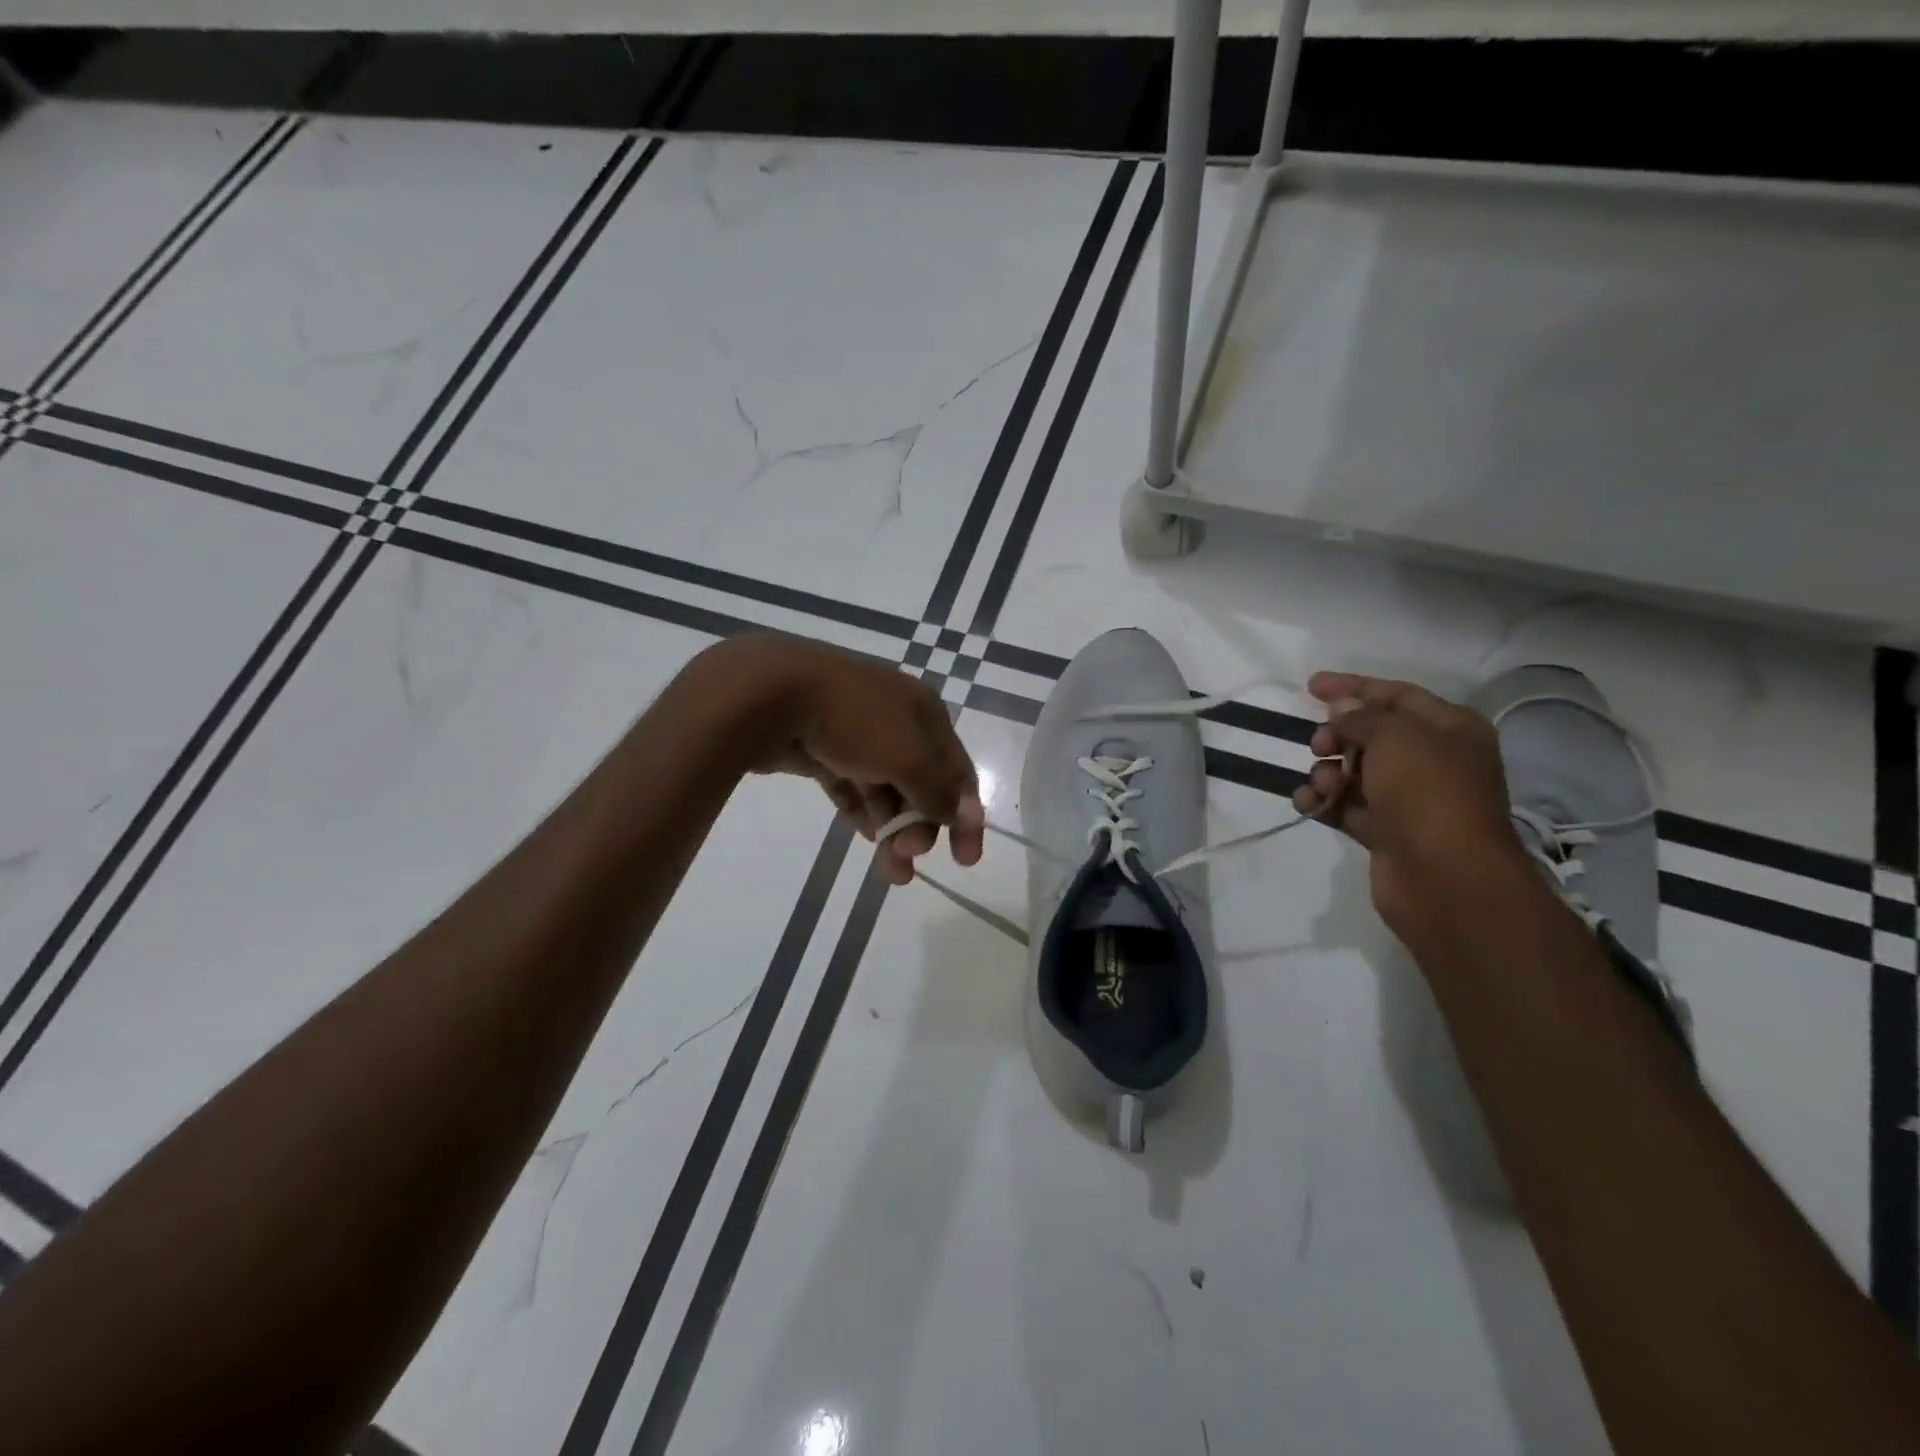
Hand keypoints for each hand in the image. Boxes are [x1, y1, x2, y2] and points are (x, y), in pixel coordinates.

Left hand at [706, 636, 984, 885]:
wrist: (771, 692)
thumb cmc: (853, 721)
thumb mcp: (910, 757)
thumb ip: (938, 791)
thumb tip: (960, 815)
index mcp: (925, 712)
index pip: (958, 771)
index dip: (967, 816)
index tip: (966, 860)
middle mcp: (896, 719)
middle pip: (922, 783)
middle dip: (922, 826)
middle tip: (908, 858)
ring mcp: (856, 732)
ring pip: (885, 788)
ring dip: (893, 828)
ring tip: (890, 870)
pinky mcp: (822, 747)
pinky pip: (852, 785)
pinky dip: (863, 812)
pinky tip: (868, 839)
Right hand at [1291, 672, 1527, 931]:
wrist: (1445, 877)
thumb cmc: (1428, 792)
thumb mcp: (1394, 736)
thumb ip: (1361, 717)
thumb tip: (1341, 710)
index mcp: (1450, 729)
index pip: (1397, 695)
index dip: (1353, 687)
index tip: (1310, 687)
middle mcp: (1433, 760)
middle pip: (1371, 735)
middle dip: (1337, 736)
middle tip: (1319, 746)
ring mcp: (1409, 799)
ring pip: (1355, 772)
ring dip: (1327, 772)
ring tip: (1321, 784)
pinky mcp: (1387, 832)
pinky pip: (1346, 807)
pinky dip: (1324, 802)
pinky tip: (1307, 803)